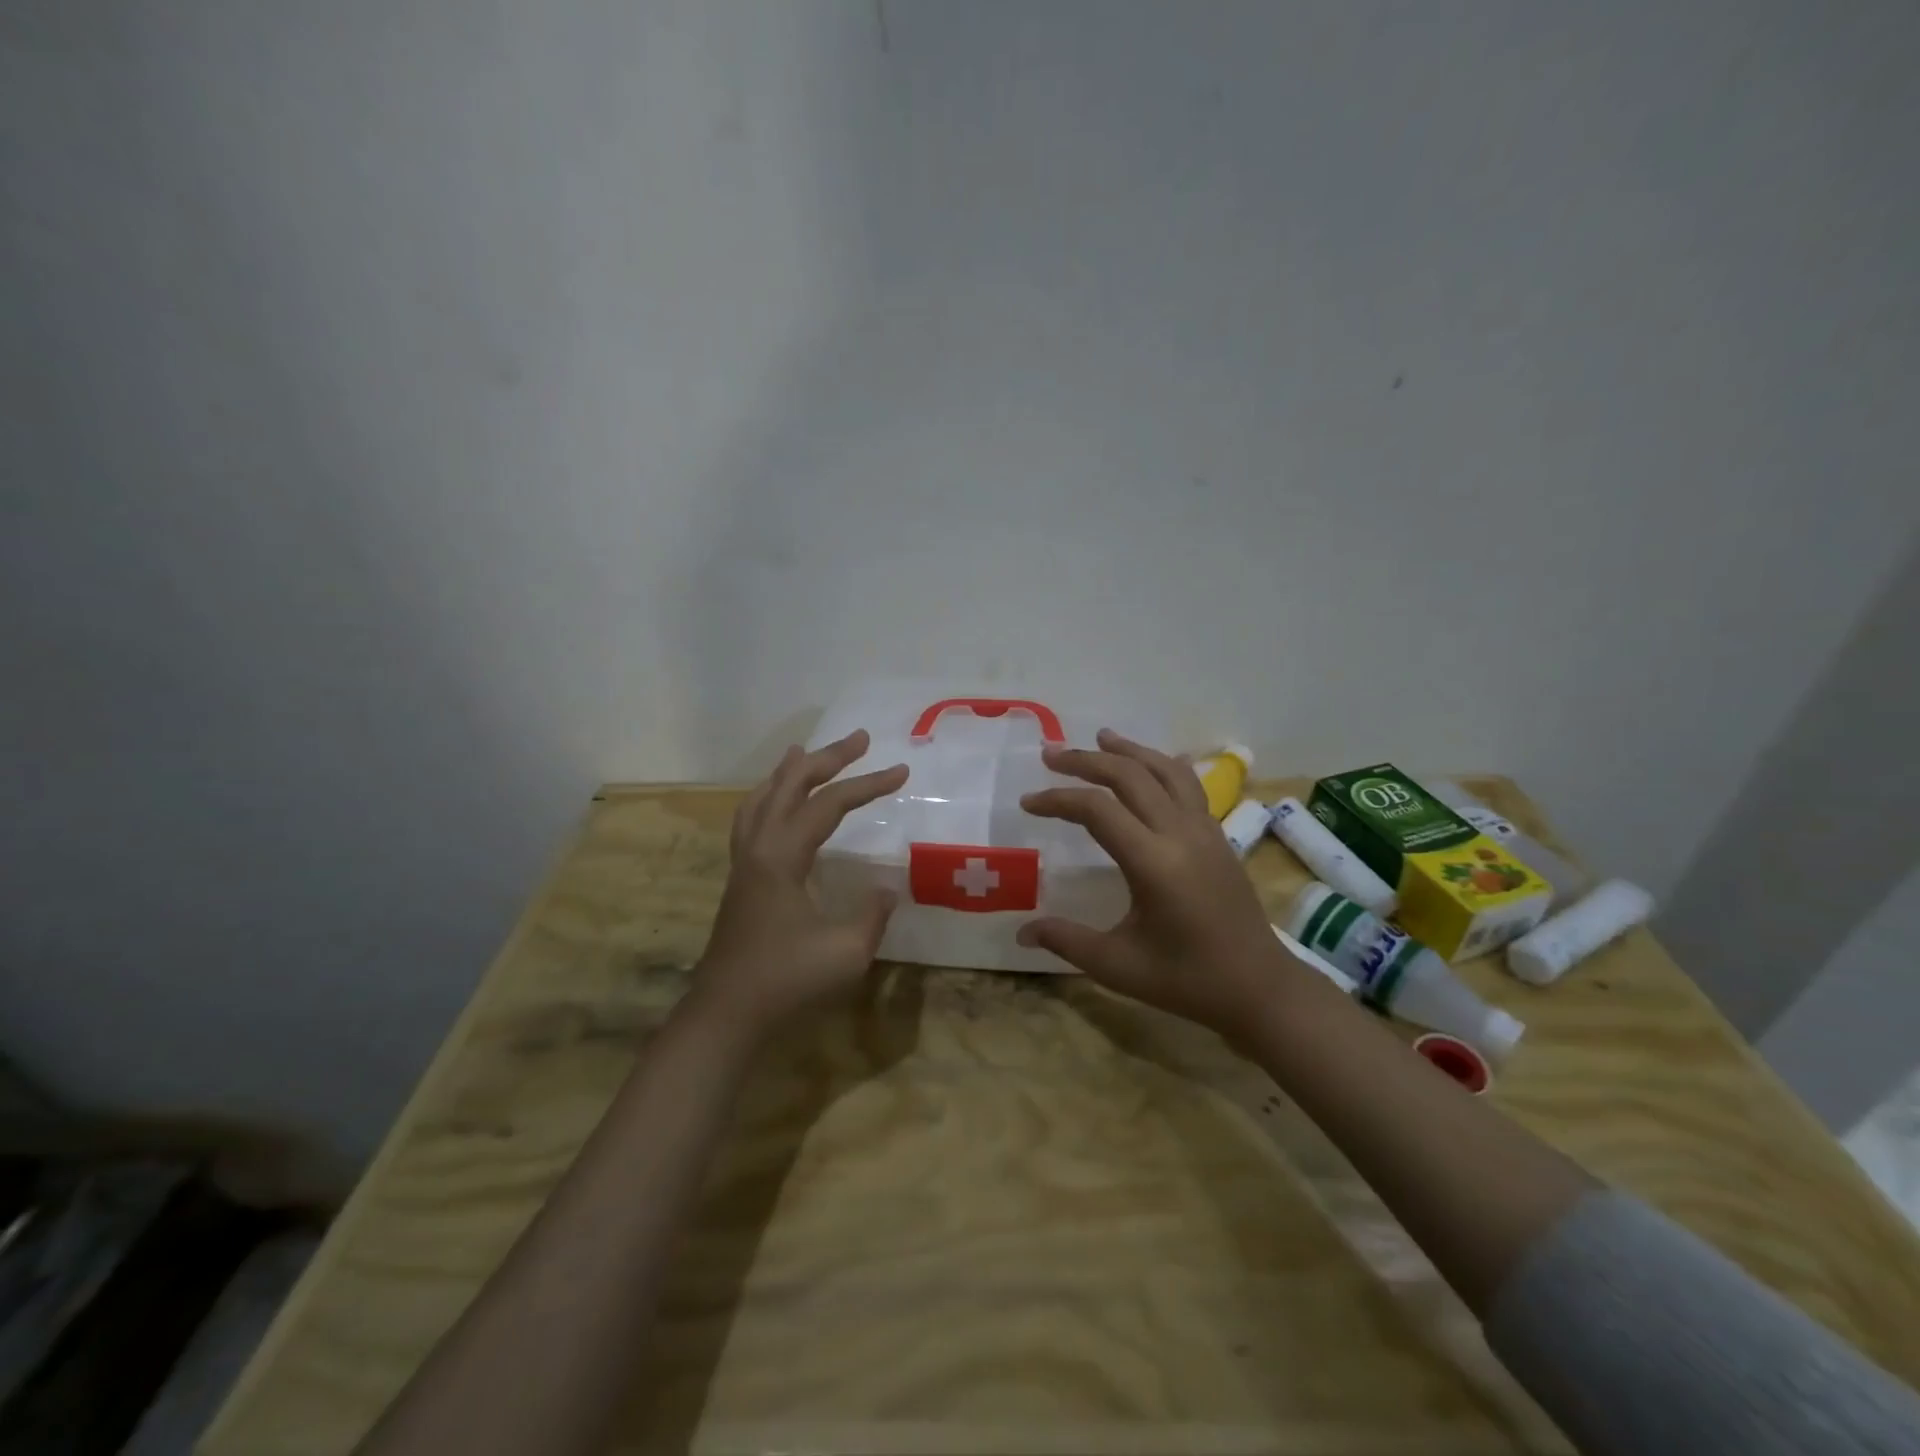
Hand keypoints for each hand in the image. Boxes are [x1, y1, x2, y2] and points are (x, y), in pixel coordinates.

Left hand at [686, 730, 908, 1042]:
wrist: (726, 1014)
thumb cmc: (787, 982)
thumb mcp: (847, 952)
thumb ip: (872, 914)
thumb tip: (885, 889)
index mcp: (782, 857)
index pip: (829, 805)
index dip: (868, 785)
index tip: (902, 771)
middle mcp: (758, 848)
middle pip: (790, 786)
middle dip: (827, 759)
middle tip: (860, 739)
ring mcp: (743, 863)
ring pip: (761, 799)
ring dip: (789, 773)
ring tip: (806, 753)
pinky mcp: (740, 880)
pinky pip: (751, 820)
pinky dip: (768, 798)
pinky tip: (776, 806)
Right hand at [1017, 729, 1308, 1035]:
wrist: (1260, 987)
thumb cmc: (1188, 980)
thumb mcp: (1119, 966)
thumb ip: (1067, 941)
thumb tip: (1021, 932)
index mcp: (1154, 862)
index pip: (1097, 810)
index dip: (1058, 799)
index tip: (1028, 803)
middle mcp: (1181, 834)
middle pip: (1130, 776)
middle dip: (1086, 761)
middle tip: (1051, 755)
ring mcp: (1205, 830)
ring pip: (1165, 771)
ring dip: (1129, 751)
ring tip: (1100, 737)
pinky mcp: (1218, 836)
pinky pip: (1188, 785)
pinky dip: (1162, 766)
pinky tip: (1152, 764)